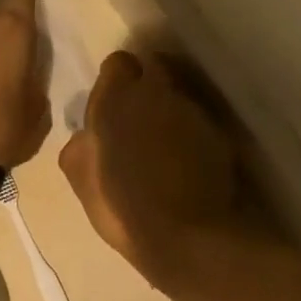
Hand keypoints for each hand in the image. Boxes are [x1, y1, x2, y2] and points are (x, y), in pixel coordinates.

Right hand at [59, 51, 258, 287]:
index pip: (118, 63)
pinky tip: (186, 162)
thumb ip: (81, 144)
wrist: (187, 237)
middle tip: (138, 122)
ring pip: (178, 96)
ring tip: (163, 145)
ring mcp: (192, 112)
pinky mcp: (219, 133)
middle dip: (146, 89)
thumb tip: (87, 133)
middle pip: (153, 71)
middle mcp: (157, 93)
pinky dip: (191, 134)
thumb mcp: (81, 178)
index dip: (116, 81)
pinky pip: (199, 122)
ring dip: (169, 111)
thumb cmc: (122, 207)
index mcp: (116, 100)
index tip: (114, 105)